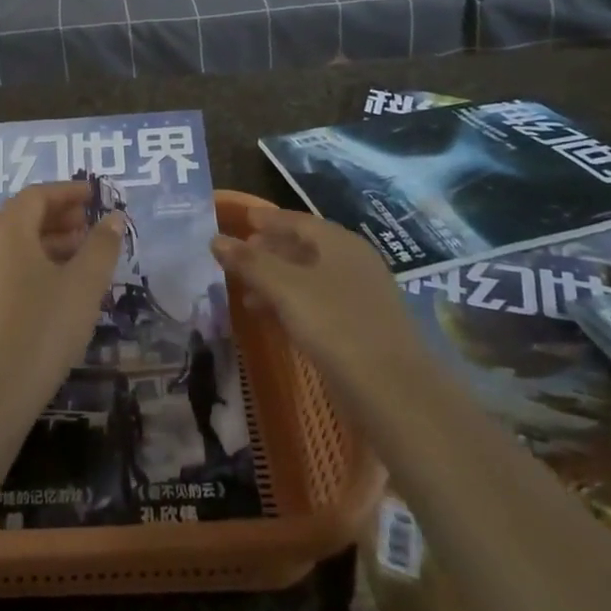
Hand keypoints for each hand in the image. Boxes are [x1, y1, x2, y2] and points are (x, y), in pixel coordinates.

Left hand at [0, 182, 123, 420]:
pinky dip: (39, 264)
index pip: (37, 195)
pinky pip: (12, 268)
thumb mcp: (84, 284)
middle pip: (24, 216)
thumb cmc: (43, 327)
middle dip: (60, 215)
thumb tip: (112, 217)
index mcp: (9, 230)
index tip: (95, 195)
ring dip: (51, 241)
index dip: (67, 191)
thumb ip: (101, 246)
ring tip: (84, 255)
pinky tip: (62, 287)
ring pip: (18, 245)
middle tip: (91, 223)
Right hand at [210, 207, 417, 391]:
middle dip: (271, 250)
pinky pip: (320, 303)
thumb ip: (250, 263)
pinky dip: (293, 304)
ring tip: (246, 293)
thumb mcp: (285, 289)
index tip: (243, 219)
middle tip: (240, 256)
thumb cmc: (336, 325)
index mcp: (339, 243)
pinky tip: (275, 319)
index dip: (269, 219)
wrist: (394, 390)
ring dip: (278, 281)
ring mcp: (361, 296)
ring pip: (311, 278)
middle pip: (306, 247)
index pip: (298, 220)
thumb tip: (215, 239)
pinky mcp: (363, 328)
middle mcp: (354, 262)